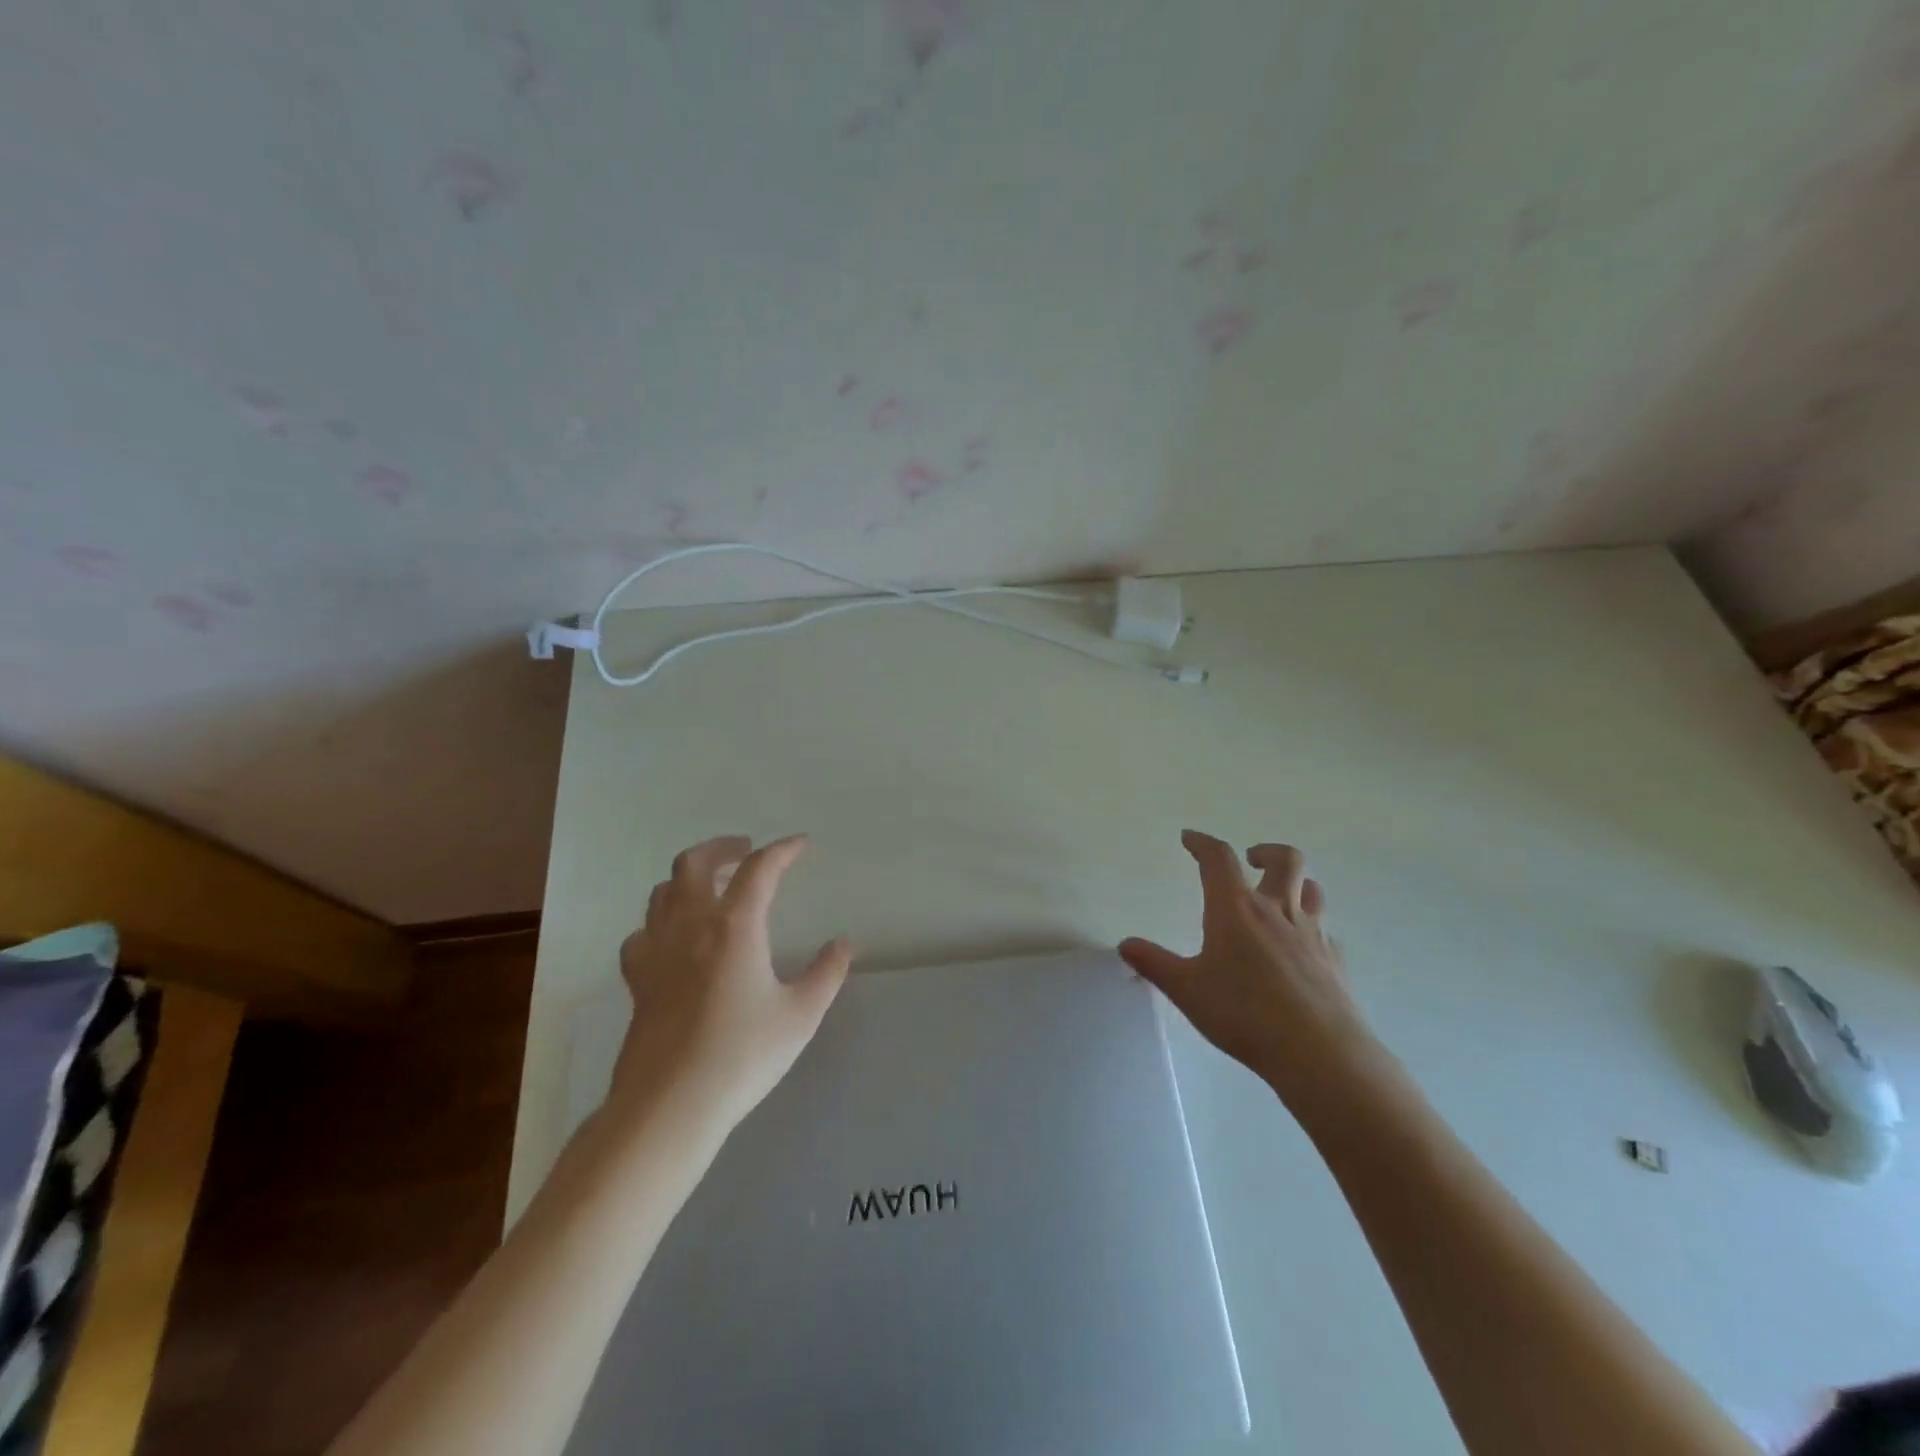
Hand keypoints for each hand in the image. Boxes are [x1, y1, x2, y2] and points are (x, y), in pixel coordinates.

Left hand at [612, 834, 852, 1130]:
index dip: (783, 850)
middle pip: (694, 863)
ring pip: (662, 891)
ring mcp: (657, 950)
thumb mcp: (801, 1015)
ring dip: (689, 877)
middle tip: (746, 851)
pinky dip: (660, 921)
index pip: (759, 869)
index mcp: (734, 926)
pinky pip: (642, 932)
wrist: (670, 1105)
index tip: (801, 845)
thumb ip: (826, 974)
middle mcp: (690, 926)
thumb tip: (843, 943)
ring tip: (712, 886)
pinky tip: (673, 937)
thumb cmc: (742, 1055)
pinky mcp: (637, 979)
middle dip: (723, 847)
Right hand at [1119, 831, 1382, 1114]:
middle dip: (1266, 851)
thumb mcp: (1187, 990)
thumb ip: (1155, 964)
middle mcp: (1278, 911)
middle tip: (1251, 859)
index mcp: (1237, 909)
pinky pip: (1324, 930)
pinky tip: (1299, 948)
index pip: (1219, 859)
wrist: (1320, 1053)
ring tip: (1278, 896)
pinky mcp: (1334, 961)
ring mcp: (1312, 934)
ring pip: (1311, 889)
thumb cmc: (1244, 1013)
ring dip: (1295, 883)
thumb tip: (1125, 944)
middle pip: (1285, 860)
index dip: (1203, 843)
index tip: (1190, 838)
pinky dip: (1310, 927)